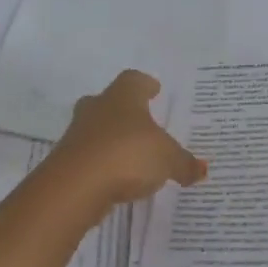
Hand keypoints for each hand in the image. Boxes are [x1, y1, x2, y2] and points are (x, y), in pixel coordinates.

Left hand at [51, 70, 206, 205]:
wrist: (75, 186)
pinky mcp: (67, 162)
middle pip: (109, 102)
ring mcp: (77, 134)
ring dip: (112, 139)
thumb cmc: (127, 155)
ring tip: (132, 154)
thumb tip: (201, 169)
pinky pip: (90, 157)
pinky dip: (103, 164)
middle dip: (125, 111)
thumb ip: (184, 163)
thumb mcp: (167, 160)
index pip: (134, 80)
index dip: (145, 85)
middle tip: (142, 122)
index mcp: (122, 97)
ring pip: (97, 130)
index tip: (154, 89)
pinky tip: (117, 178)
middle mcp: (96, 109)